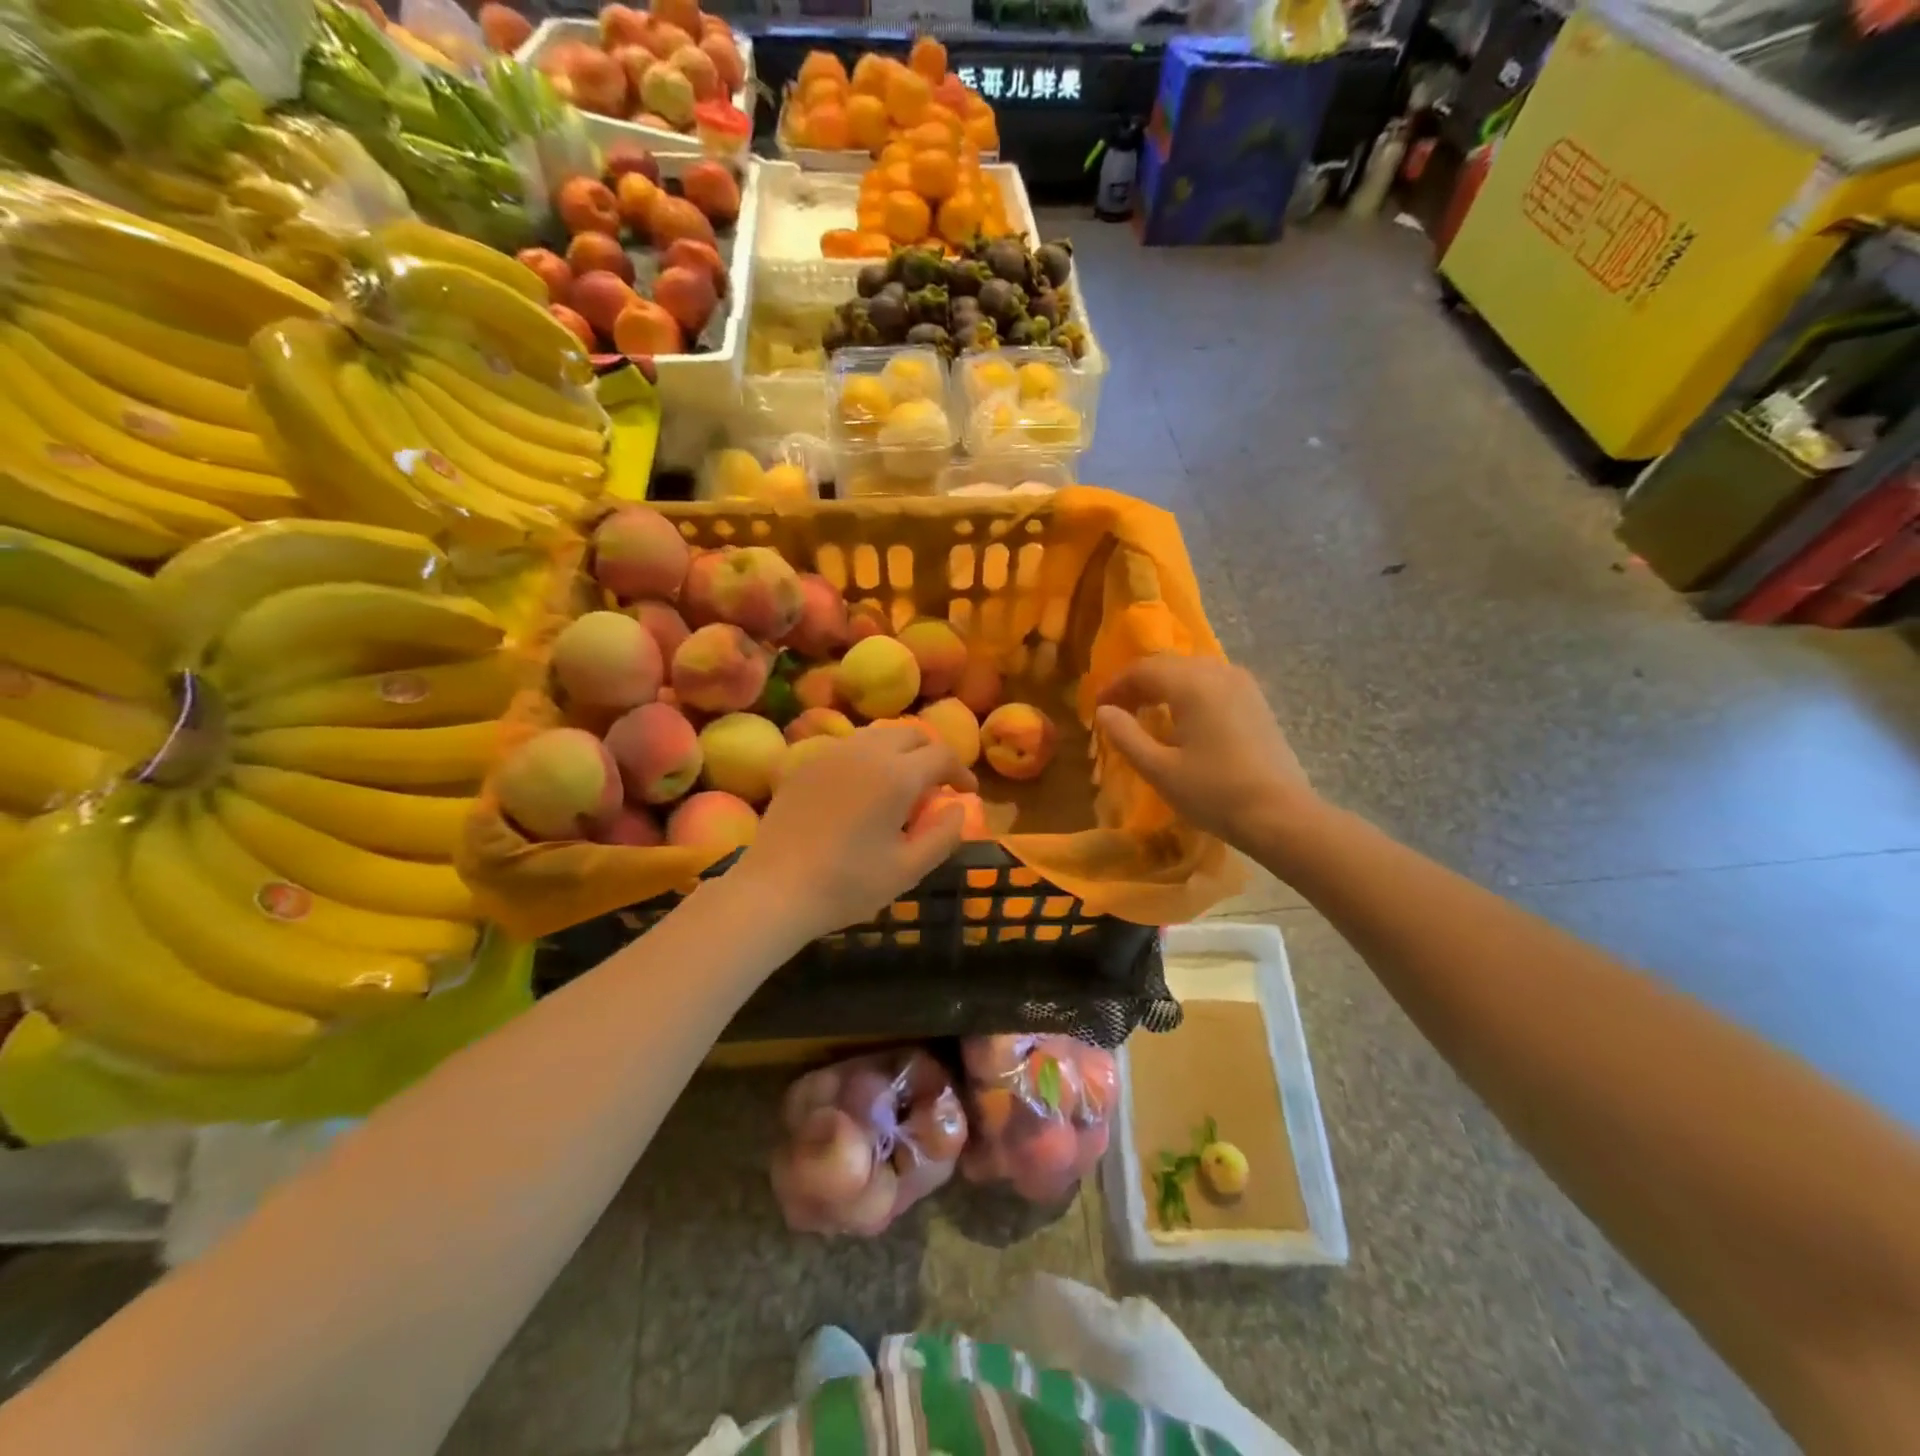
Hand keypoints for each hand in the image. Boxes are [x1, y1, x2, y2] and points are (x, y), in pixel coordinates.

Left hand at [735, 722, 975, 939]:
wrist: (775, 889)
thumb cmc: (848, 884)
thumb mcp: (908, 869)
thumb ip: (943, 836)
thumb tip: (958, 808)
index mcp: (897, 775)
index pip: (942, 754)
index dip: (961, 772)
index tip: (967, 793)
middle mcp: (866, 752)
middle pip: (910, 733)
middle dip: (932, 752)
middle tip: (937, 783)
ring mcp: (831, 754)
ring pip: (877, 735)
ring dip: (899, 751)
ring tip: (902, 782)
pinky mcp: (805, 764)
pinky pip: (847, 747)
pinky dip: (868, 757)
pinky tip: (863, 788)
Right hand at [1093, 654, 1315, 847]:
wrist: (1281, 815)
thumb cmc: (1214, 793)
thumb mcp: (1160, 770)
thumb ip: (1126, 736)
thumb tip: (1103, 711)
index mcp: (1193, 684)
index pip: (1143, 670)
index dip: (1115, 686)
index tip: (1097, 708)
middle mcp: (1219, 673)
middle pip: (1168, 665)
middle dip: (1138, 684)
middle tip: (1117, 710)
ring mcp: (1243, 685)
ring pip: (1192, 672)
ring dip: (1164, 687)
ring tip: (1146, 713)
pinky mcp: (1256, 702)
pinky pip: (1212, 684)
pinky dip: (1189, 693)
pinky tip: (1182, 720)